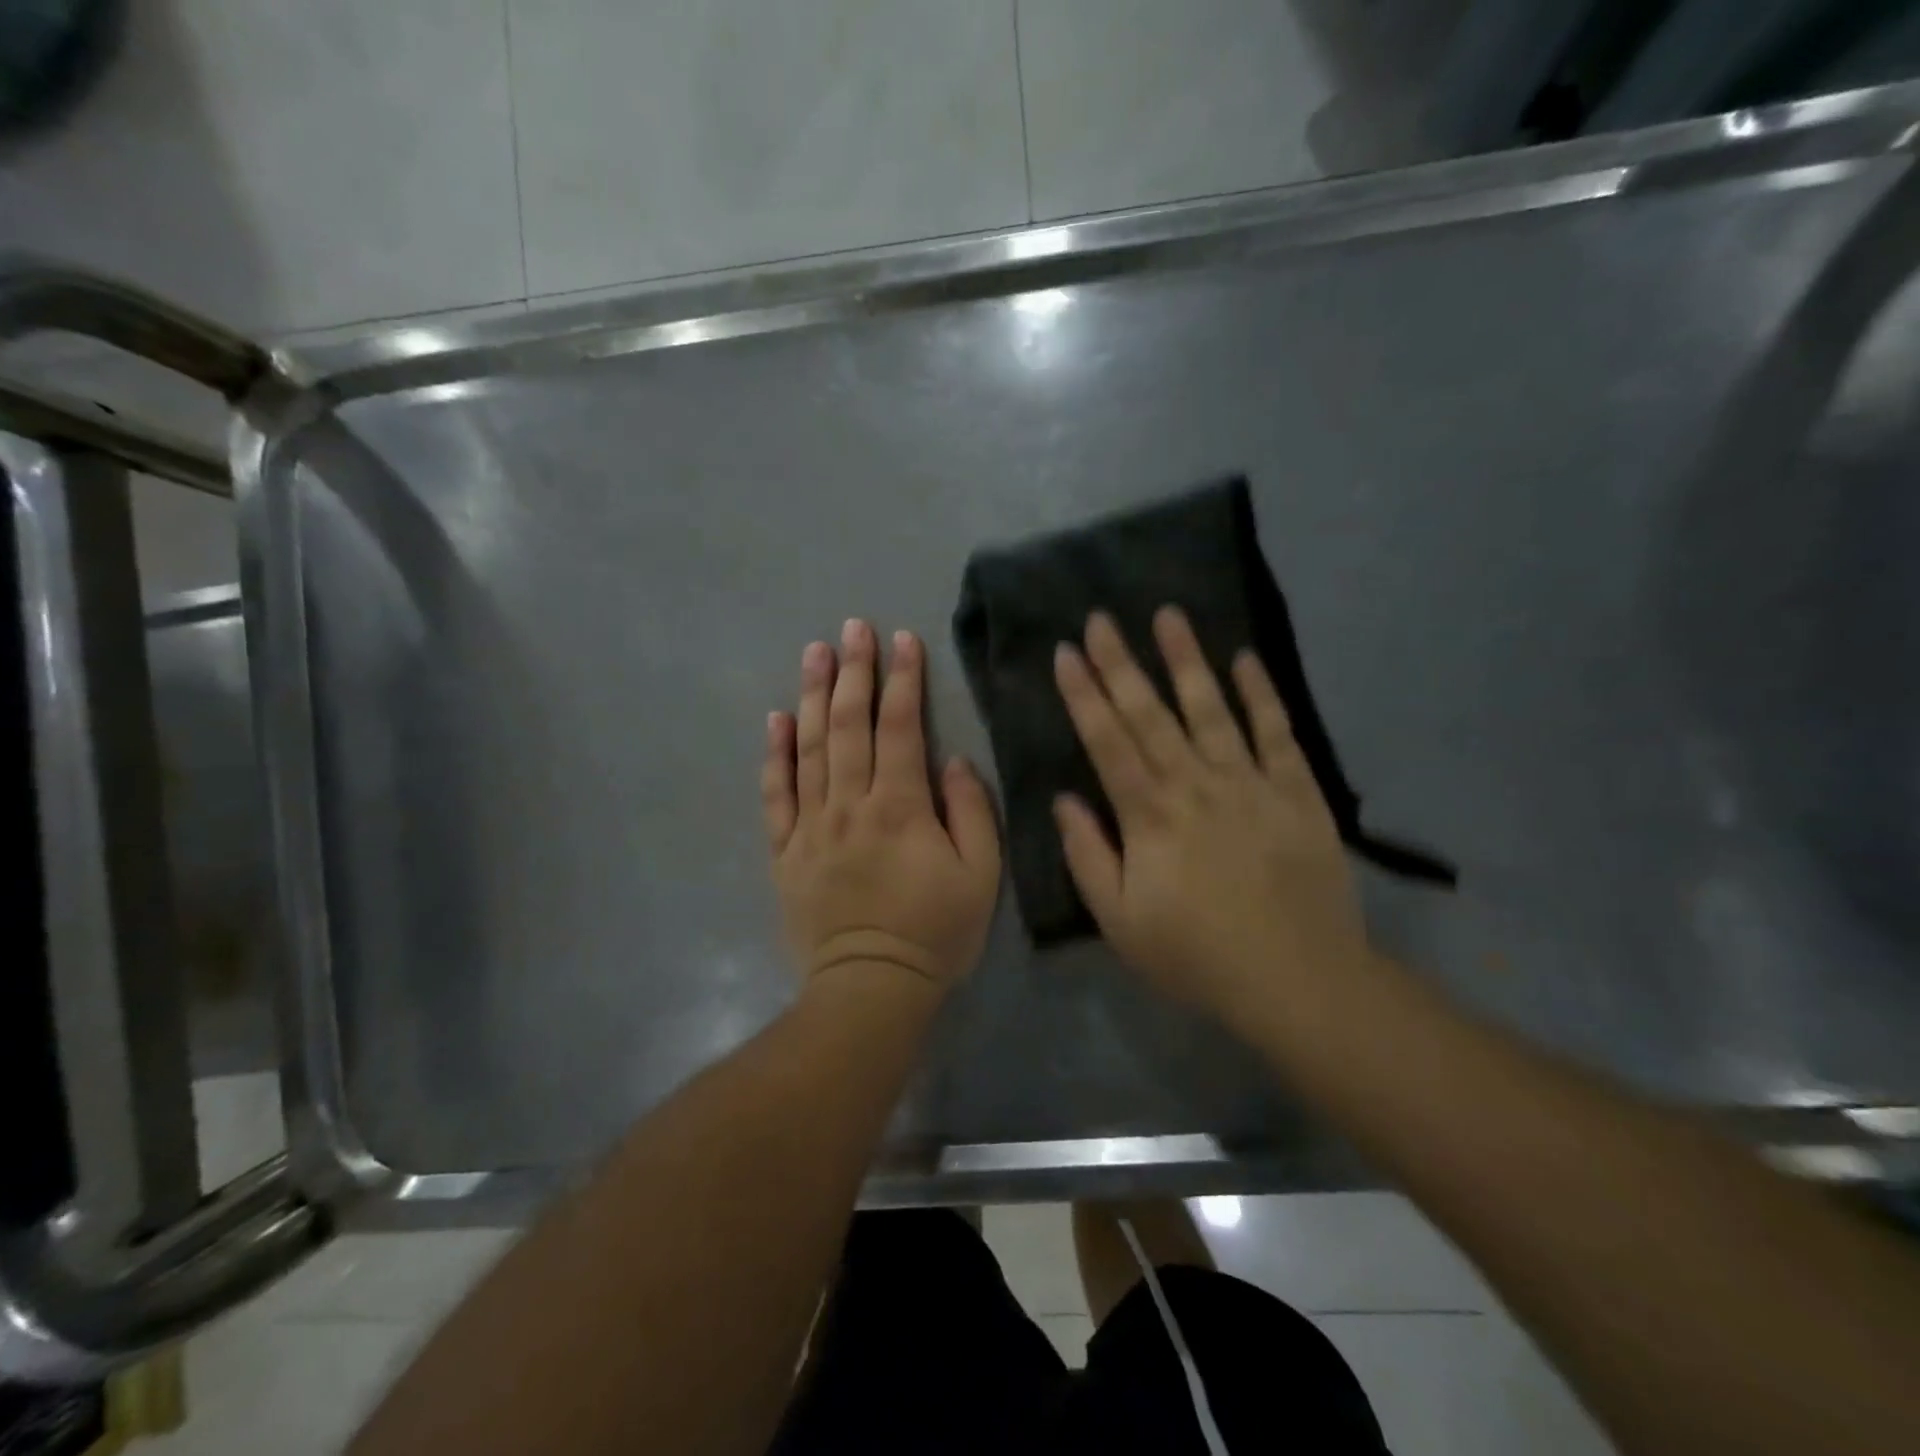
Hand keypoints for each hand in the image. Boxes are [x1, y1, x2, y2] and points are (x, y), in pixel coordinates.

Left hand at [764, 620, 1000, 998]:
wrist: (869, 989)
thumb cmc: (934, 932)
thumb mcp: (980, 876)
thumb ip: (971, 811)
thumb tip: (951, 761)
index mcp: (900, 807)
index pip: (899, 728)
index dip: (903, 680)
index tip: (904, 640)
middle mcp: (849, 804)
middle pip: (849, 725)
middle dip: (854, 671)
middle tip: (852, 628)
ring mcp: (811, 826)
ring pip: (810, 748)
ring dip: (814, 696)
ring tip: (814, 652)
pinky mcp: (785, 851)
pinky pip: (776, 795)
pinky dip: (775, 755)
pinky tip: (776, 719)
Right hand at [1051, 607, 1373, 1028]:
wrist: (1298, 980)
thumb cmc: (1196, 955)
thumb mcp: (1120, 922)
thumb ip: (1088, 856)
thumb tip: (1064, 800)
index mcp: (1149, 816)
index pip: (1107, 742)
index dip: (1084, 695)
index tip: (1067, 652)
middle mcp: (1195, 785)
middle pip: (1151, 714)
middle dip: (1121, 663)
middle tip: (1101, 617)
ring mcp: (1250, 783)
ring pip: (1211, 709)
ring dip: (1187, 660)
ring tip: (1168, 614)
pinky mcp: (1297, 792)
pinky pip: (1277, 733)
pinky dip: (1261, 694)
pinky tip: (1245, 659)